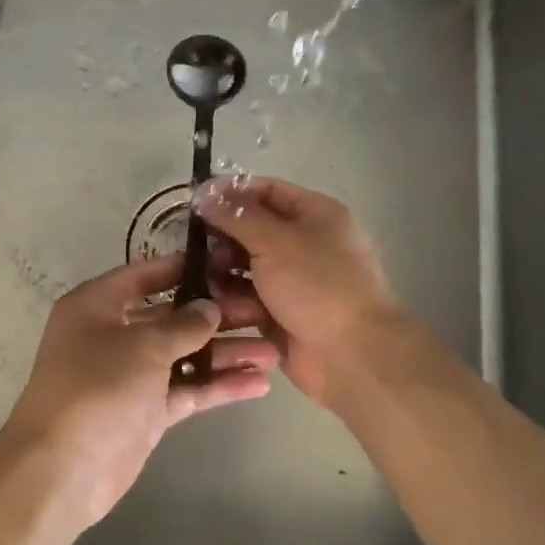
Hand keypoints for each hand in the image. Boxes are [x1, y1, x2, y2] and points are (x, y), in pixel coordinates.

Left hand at [0, 255, 278, 528]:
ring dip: (225, 353)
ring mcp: (131, 375)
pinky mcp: (147, 411)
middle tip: (264, 311)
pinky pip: (187, 390)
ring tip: (274, 349)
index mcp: (97, 305)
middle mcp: (113, 334)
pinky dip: (218, 386)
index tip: (227, 265)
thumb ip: (183, 324)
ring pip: (185, 355)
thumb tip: (210, 308)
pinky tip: (259, 383)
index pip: (144, 275)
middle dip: (217, 315)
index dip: (183, 268)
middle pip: (171, 317)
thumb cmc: (97, 387)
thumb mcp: (143, 345)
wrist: (64, 468)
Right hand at [194, 177, 408, 408]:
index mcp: (315, 215)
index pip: (266, 190)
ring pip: (245, 266)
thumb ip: (237, 216)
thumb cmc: (317, 286)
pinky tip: (210, 304)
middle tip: (194, 247)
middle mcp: (304, 243)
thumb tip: (204, 192)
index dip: (231, 193)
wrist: (351, 354)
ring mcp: (292, 281)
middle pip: (252, 229)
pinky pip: (247, 298)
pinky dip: (230, 300)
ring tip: (201, 278)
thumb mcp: (275, 241)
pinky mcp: (279, 313)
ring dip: (221, 270)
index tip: (194, 201)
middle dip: (222, 237)